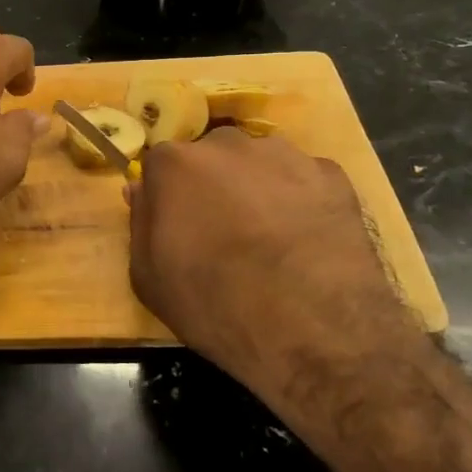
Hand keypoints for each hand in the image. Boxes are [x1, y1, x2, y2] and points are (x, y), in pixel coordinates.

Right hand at [128, 129, 426, 385]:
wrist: (314, 327)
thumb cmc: (216, 304)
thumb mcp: (149, 278)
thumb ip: (140, 223)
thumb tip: (140, 189)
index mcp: (175, 163)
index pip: (159, 166)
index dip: (167, 197)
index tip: (176, 227)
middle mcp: (227, 144)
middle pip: (211, 157)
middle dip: (212, 186)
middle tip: (223, 233)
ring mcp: (284, 155)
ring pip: (259, 164)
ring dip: (257, 189)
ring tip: (270, 239)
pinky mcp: (331, 174)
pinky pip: (303, 180)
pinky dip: (301, 201)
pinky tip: (306, 240)